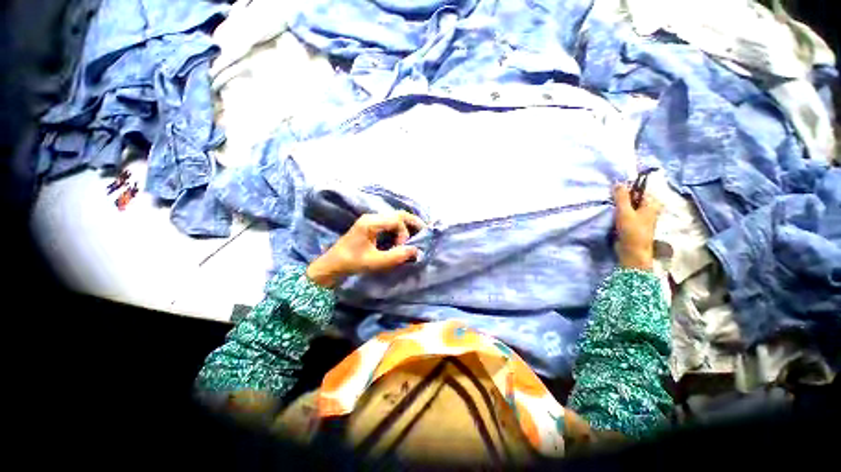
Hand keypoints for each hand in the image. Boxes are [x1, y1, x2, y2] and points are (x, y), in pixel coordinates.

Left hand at [306, 210, 425, 287]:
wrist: (332, 264)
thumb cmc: (352, 262)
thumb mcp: (375, 262)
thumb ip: (396, 256)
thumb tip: (416, 251)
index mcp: (371, 222)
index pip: (397, 220)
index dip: (404, 233)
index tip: (402, 248)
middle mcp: (372, 217)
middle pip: (398, 214)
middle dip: (412, 222)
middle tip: (424, 231)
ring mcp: (371, 220)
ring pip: (395, 217)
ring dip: (406, 225)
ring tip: (415, 235)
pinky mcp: (371, 225)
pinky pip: (390, 222)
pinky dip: (400, 228)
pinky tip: (403, 237)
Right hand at [613, 183, 662, 270]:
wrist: (633, 252)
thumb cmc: (632, 231)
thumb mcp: (625, 211)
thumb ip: (621, 197)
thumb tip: (618, 182)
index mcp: (651, 204)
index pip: (640, 189)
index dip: (627, 188)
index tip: (614, 188)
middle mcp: (648, 209)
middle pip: (634, 198)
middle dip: (622, 197)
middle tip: (610, 197)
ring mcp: (641, 217)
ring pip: (629, 206)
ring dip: (619, 206)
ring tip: (609, 205)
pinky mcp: (634, 224)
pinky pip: (626, 214)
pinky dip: (619, 213)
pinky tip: (612, 214)